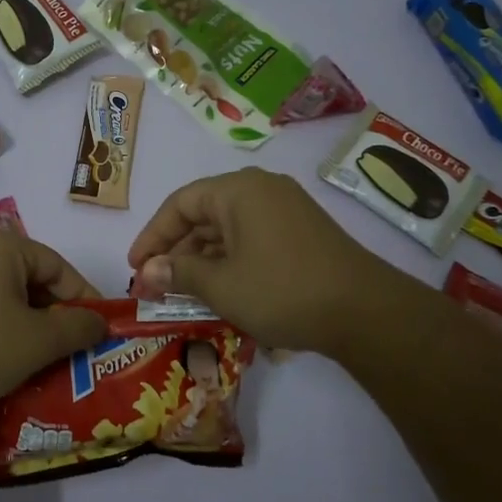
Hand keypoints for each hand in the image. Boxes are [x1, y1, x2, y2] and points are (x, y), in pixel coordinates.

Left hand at [0, 229, 107, 411]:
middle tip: (75, 347)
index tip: (100, 330)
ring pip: (9, 293)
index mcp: (2, 244)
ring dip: (32, 322)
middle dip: (57, 314)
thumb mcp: (39, 340)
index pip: (58, 267)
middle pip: (33, 277)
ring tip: (48, 356)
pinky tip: (14, 354)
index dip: (84, 299)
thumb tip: (100, 323)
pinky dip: (5, 324)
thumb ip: (79, 327)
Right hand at [127, 167, 396, 355]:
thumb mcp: (221, 285)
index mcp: (238, 190)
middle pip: (203, 215)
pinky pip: (251, 239)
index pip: (179, 204)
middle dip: (175, 252)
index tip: (136, 267)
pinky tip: (219, 290)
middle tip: (154, 286)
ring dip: (202, 260)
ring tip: (181, 293)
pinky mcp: (301, 233)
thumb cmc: (282, 290)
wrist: (365, 312)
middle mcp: (261, 190)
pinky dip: (229, 261)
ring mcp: (285, 210)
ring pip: (227, 230)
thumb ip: (178, 274)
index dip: (152, 236)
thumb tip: (146, 273)